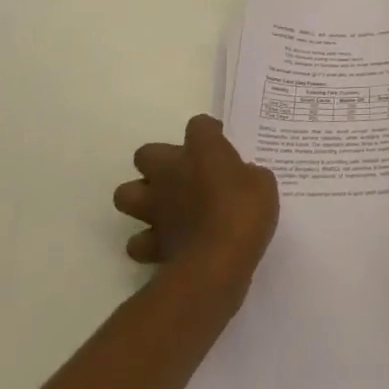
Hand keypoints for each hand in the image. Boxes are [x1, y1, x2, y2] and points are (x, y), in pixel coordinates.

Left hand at [114, 115, 278, 297]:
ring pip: (126, 193)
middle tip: (186, 173)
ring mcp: (155, 207)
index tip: (221, 142)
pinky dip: (147, 241)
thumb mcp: (263, 184)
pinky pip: (138, 240)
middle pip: (147, 153)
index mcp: (202, 151)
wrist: (216, 263)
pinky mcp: (150, 242)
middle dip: (161, 161)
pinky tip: (165, 241)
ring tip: (165, 205)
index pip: (199, 125)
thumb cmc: (244, 213)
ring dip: (142, 197)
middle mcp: (171, 172)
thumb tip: (242, 177)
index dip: (209, 132)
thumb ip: (248, 174)